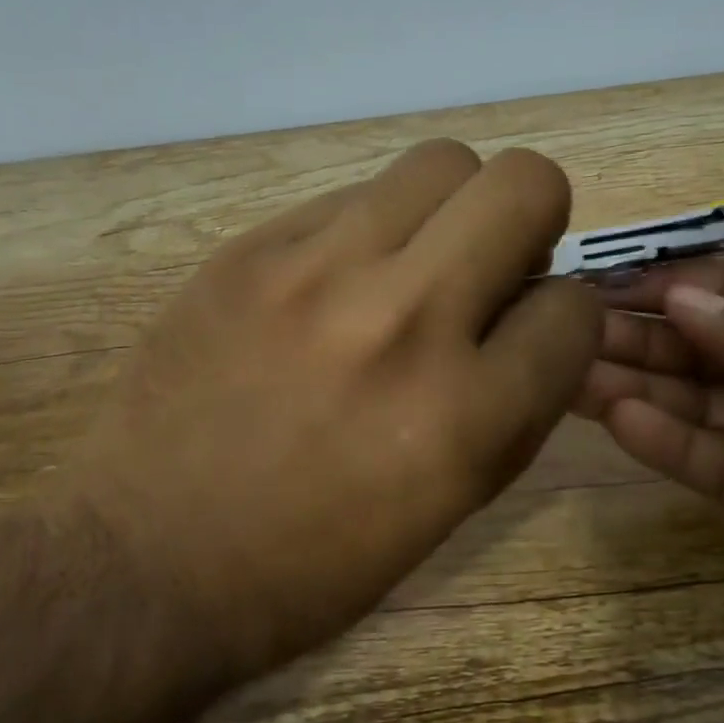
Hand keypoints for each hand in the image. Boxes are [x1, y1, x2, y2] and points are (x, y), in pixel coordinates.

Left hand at [54, 139, 600, 678]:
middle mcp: (404, 322)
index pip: (575, 307)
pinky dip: (372, 230)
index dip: (566, 317)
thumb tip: (539, 309)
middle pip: (525, 184)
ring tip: (418, 259)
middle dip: (534, 218)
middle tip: (495, 261)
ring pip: (441, 162)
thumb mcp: (455, 501)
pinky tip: (337, 281)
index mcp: (466, 415)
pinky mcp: (251, 248)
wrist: (147, 560)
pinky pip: (353, 196)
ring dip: (454, 209)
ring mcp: (319, 272)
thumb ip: (521, 398)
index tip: (533, 329)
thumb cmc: (321, 558)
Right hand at [574, 258, 723, 677]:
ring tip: (567, 368)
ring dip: (636, 385)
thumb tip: (682, 303)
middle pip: (702, 349)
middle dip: (637, 334)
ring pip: (699, 408)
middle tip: (560, 325)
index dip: (668, 284)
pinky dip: (669, 445)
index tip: (598, 278)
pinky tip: (618, 418)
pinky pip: (720, 470)